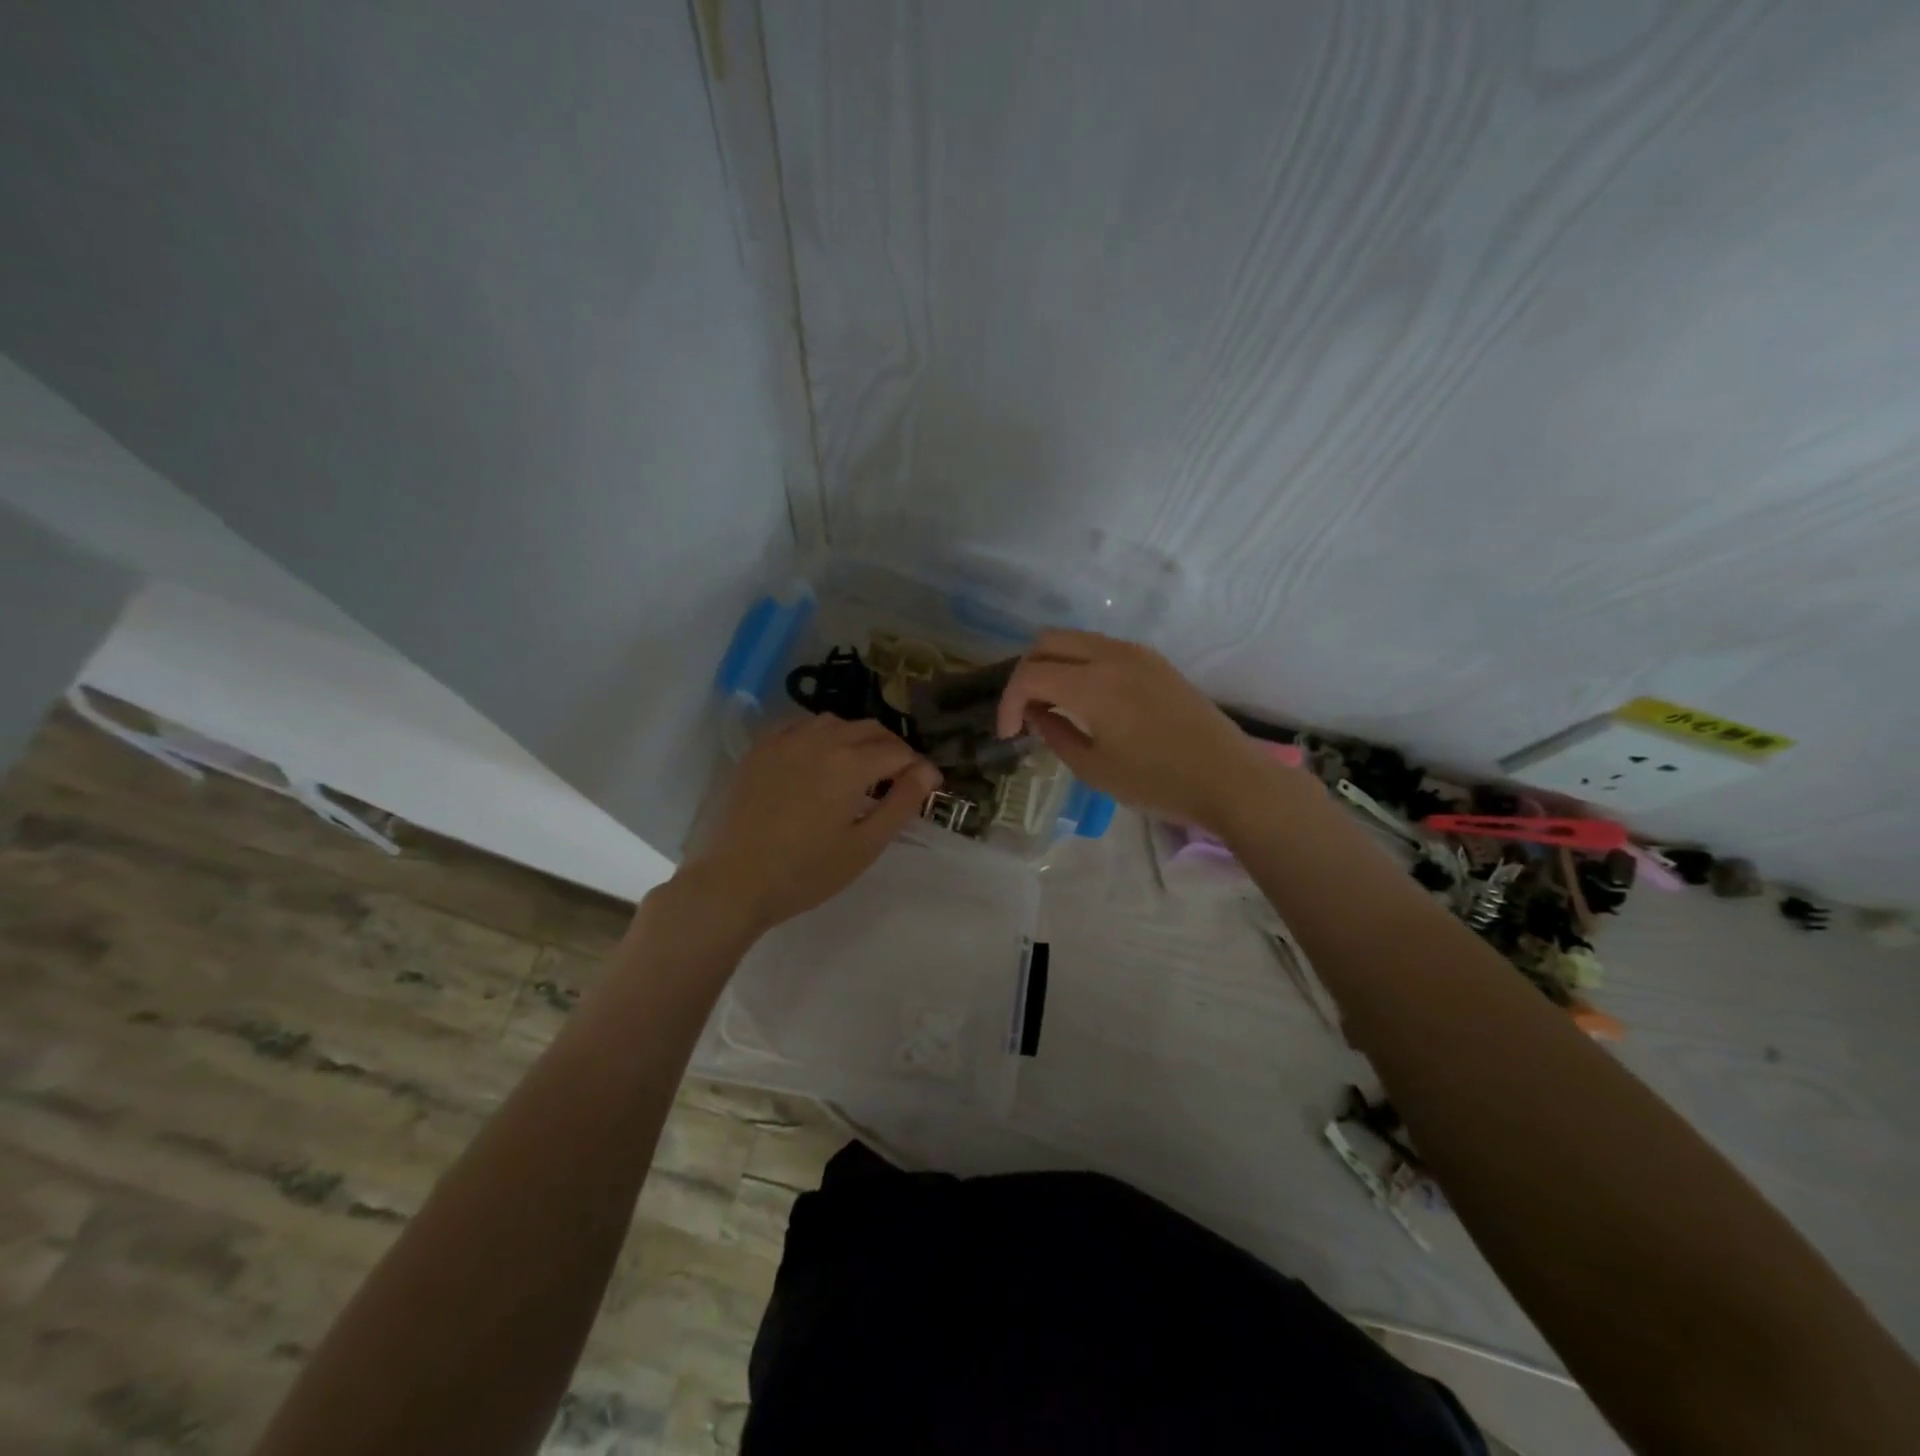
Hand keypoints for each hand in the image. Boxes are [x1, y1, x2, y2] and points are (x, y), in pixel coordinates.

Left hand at [679, 713, 940, 936]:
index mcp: (850, 765)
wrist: (732, 883)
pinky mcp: (759, 749)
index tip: (926, 787)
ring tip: (859, 767)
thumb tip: (928, 772)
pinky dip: (819, 735)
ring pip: (834, 723)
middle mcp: (820, 741)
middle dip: (892, 748)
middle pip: (870, 729)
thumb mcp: (864, 846)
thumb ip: (901, 804)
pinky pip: (798, 726)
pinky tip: (818, 758)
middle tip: (898, 778)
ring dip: (856, 738)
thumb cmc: (805, 873)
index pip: (898, 751)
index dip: (918, 767)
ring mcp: (784, 741)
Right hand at [996, 629, 1273, 833]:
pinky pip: (1101, 647)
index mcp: (1092, 684)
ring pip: (1075, 638)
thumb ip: (1056, 734)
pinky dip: (1079, 663)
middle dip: (1025, 673)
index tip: (1008, 733)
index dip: (1008, 703)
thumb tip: (1037, 713)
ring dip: (1053, 664)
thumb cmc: (1157, 782)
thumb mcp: (1094, 769)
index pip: (1029, 674)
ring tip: (1053, 705)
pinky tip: (1085, 699)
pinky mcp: (1153, 660)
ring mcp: (1135, 652)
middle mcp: (1110, 655)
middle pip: (1047, 641)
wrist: (1228, 778)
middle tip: (1025, 712)